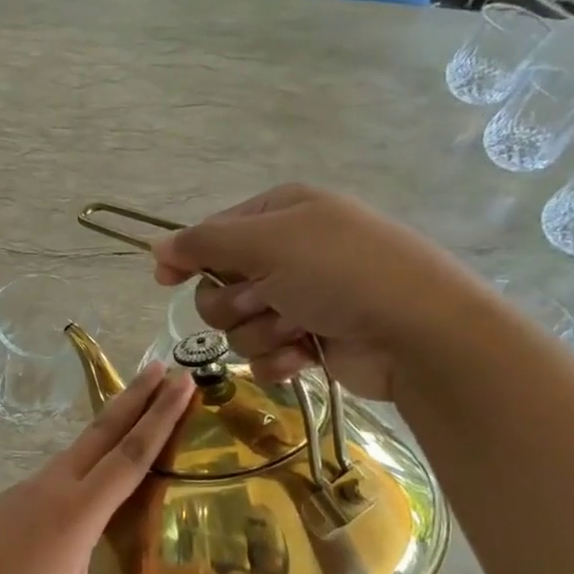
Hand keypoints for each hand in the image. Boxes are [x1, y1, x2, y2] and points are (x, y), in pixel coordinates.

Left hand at [0, 363, 212, 573]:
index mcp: (76, 512)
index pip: (129, 455)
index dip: (159, 418)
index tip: (181, 382)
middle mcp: (55, 487)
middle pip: (103, 431)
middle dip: (138, 397)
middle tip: (167, 366)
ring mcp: (30, 487)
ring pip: (81, 442)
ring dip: (113, 416)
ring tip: (142, 398)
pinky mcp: (15, 496)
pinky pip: (63, 460)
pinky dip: (92, 444)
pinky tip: (100, 455)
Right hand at [151, 184, 488, 399]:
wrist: (418, 332)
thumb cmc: (340, 272)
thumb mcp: (267, 244)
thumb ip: (204, 244)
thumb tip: (155, 245)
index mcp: (280, 214)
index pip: (212, 234)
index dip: (190, 257)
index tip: (167, 280)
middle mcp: (288, 252)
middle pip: (220, 285)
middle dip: (235, 302)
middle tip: (266, 301)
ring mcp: (301, 298)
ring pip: (239, 324)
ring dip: (261, 331)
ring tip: (297, 329)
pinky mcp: (311, 340)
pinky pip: (265, 353)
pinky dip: (279, 358)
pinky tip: (304, 356)